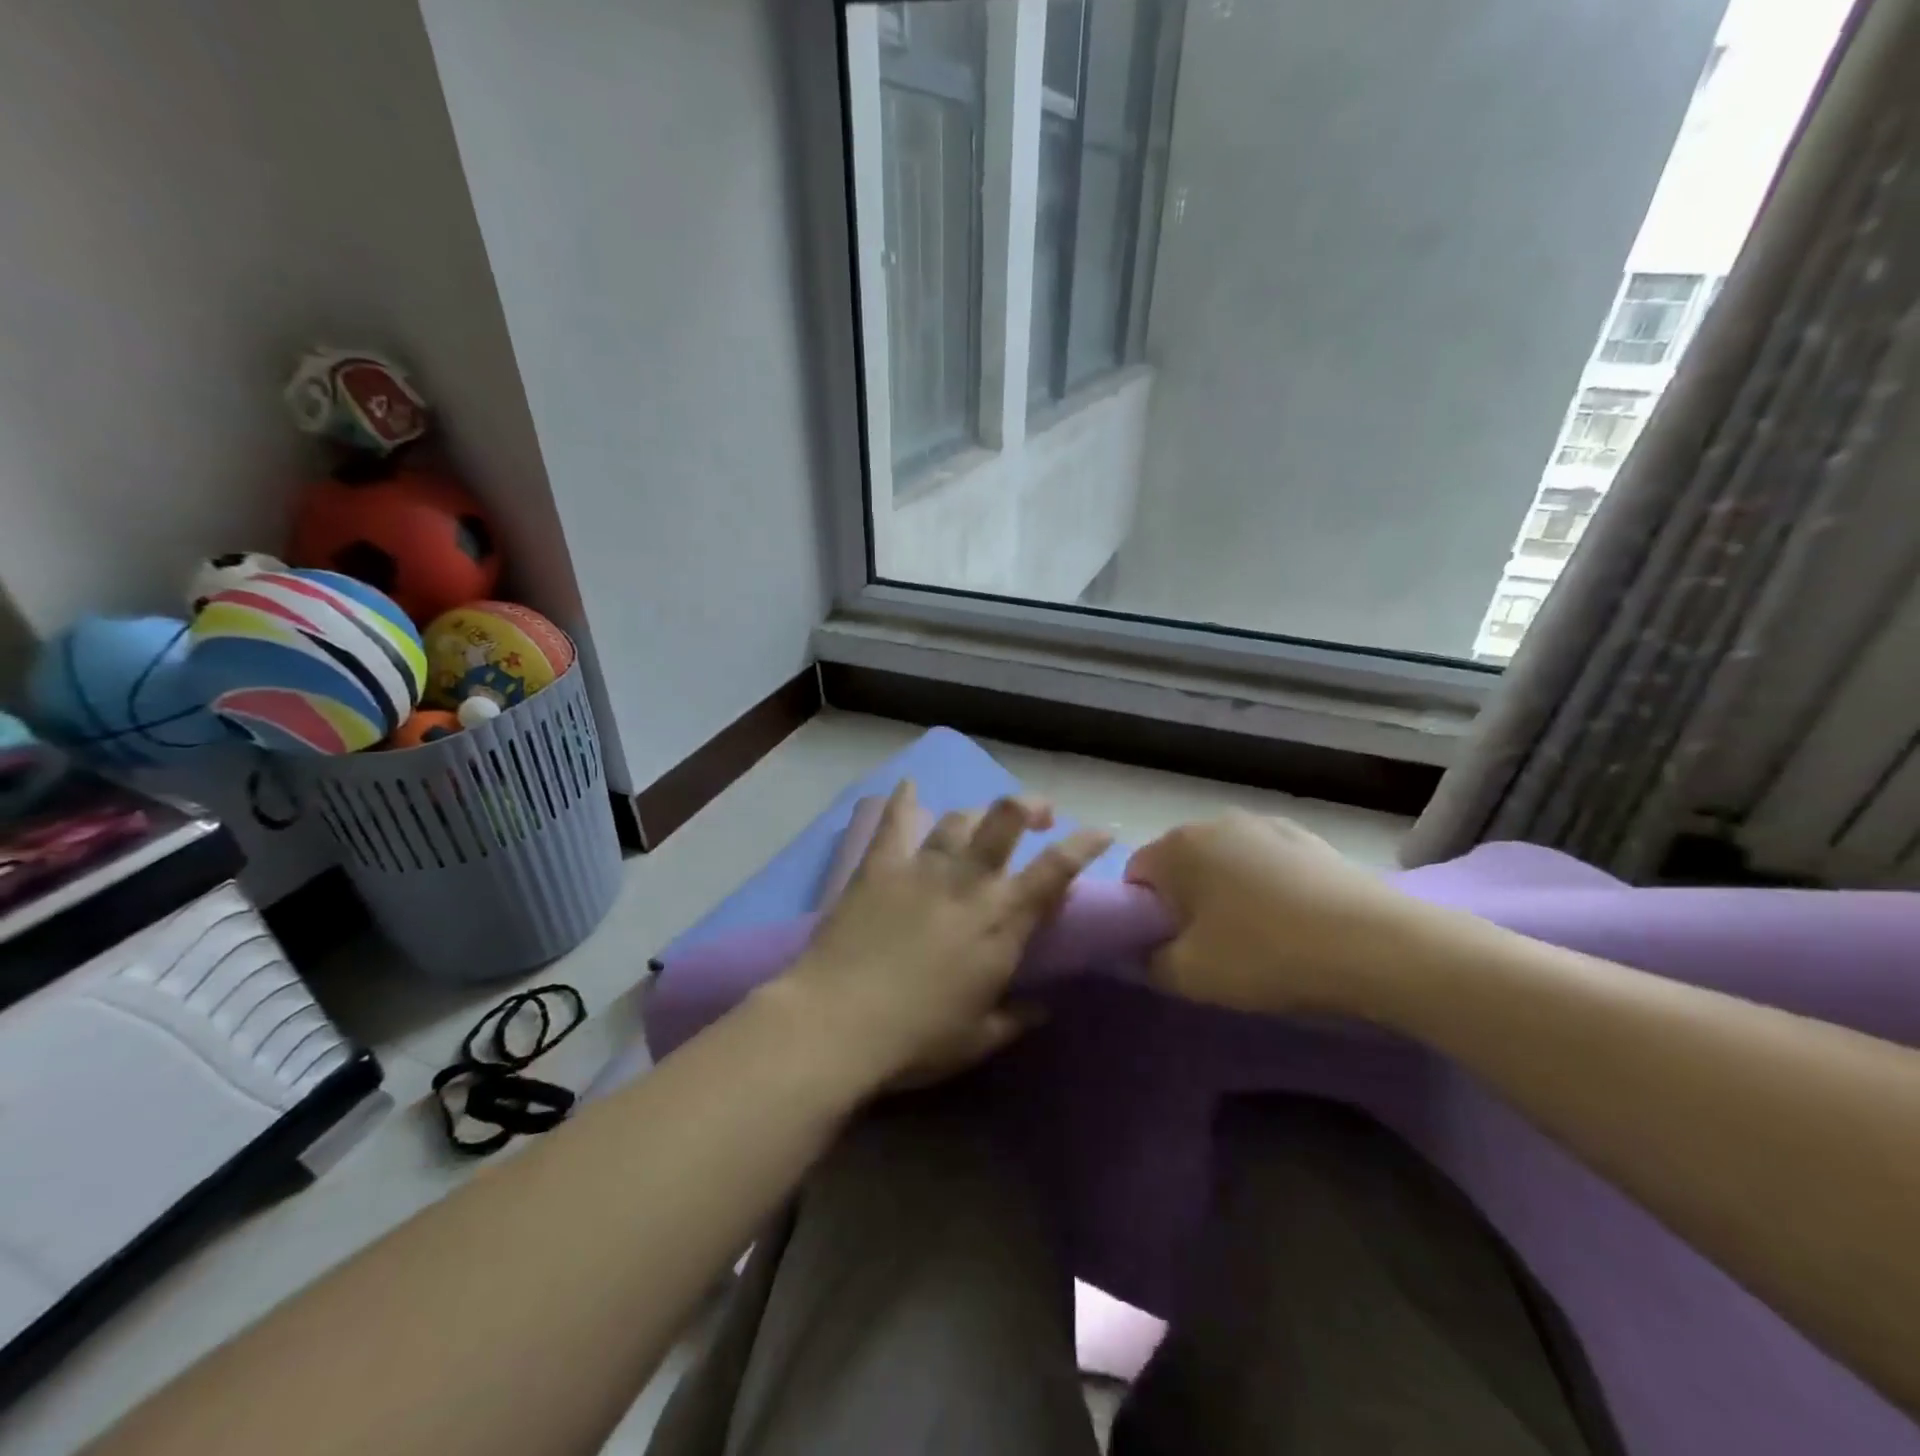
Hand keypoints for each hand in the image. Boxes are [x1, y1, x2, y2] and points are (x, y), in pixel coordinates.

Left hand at [775, 780, 1110, 1090]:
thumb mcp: (980, 1039)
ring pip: (958, 818)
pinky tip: (908, 787)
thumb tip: (1044, 1008)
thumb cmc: (917, 1039)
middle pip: (1007, 818)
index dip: (1084, 844)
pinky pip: (894, 821)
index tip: (1100, 832)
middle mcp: (969, 881)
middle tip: (1039, 813)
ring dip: (976, 815)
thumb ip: (1018, 1018)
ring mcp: (922, 867)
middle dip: (1030, 805)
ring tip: (978, 824)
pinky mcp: (879, 866)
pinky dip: (903, 801)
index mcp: (1002, 921)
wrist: (838, 1023)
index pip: (1056, 869)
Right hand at [1125, 810, 1442, 1015]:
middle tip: (1208, 949)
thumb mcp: (1191, 975)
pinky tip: (1293, 923)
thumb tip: (1145, 952)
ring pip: (1225, 863)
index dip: (1143, 917)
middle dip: (1184, 903)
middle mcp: (1216, 822)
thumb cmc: (1267, 954)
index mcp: (1178, 846)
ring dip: (1226, 895)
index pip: (1136, 877)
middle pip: (1180, 866)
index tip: (1168, 949)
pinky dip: (1266, 888)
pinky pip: (1267, 864)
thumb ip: (1150, 962)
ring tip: (1256, 938)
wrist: (1379, 945)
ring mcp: (1266, 824)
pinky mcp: (1308, 837)